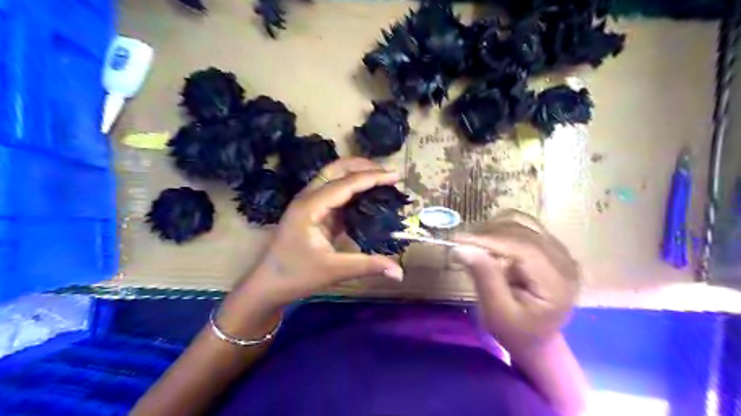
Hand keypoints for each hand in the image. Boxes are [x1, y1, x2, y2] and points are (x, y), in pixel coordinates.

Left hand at [228, 159, 404, 317]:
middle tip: (389, 173)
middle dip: (363, 166)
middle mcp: (308, 197)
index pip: (346, 184)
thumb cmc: (296, 276)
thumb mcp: (334, 270)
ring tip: (382, 179)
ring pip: (334, 177)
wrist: (267, 285)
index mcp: (310, 206)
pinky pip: (334, 192)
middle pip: (336, 169)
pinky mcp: (312, 211)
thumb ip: (368, 266)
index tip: (396, 176)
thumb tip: (400, 273)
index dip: (373, 177)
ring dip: (357, 174)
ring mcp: (309, 203)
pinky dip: (352, 189)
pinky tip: (368, 196)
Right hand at [454, 211, 581, 357]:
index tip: (458, 239)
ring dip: (492, 228)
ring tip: (472, 243)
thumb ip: (484, 279)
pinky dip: (500, 228)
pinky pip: (523, 225)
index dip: (489, 239)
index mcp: (557, 282)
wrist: (537, 338)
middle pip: (522, 230)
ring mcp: (559, 250)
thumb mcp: (497, 314)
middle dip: (486, 233)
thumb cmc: (516, 332)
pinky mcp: (549, 246)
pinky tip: (487, 241)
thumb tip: (463, 247)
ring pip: (522, 221)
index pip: (523, 247)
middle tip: (459, 243)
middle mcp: (564, 260)